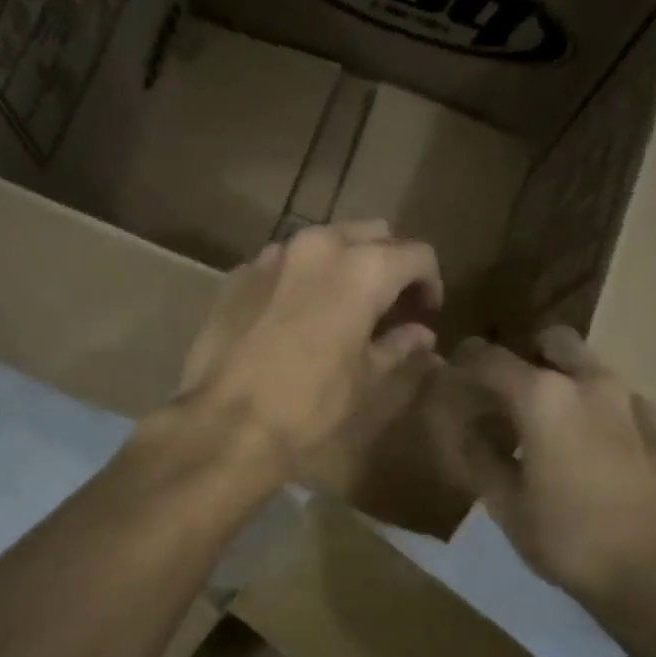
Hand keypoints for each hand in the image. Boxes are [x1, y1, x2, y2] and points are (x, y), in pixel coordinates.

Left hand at [173, 220, 443, 481]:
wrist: (225, 422)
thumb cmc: (309, 405)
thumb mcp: (366, 380)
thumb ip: (399, 346)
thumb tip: (421, 335)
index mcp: (362, 268)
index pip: (417, 254)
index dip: (430, 284)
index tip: (425, 314)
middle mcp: (318, 246)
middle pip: (371, 234)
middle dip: (389, 263)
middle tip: (389, 305)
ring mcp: (272, 255)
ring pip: (324, 242)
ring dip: (343, 265)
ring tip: (342, 307)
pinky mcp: (238, 274)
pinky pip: (283, 263)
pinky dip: (301, 279)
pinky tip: (295, 316)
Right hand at [428, 327, 655, 607]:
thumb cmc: (572, 541)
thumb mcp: (508, 506)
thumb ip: (482, 457)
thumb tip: (469, 430)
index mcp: (544, 398)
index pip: (490, 358)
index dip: (465, 362)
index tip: (454, 372)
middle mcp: (591, 384)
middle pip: (553, 341)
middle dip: (528, 355)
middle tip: (512, 393)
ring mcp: (634, 403)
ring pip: (592, 369)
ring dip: (567, 383)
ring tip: (553, 428)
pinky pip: (621, 403)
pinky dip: (599, 414)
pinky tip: (596, 456)